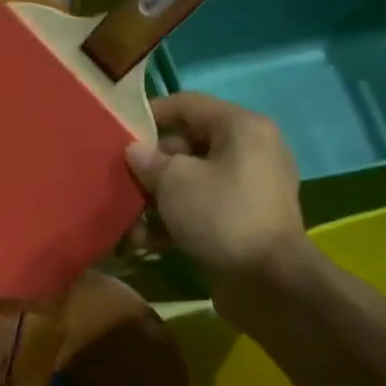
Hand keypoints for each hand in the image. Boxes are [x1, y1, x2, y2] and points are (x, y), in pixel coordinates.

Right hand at [125, 92, 305, 305]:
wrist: (268, 280)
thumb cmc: (220, 216)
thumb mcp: (174, 182)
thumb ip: (149, 160)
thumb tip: (136, 152)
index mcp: (241, 127)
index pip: (187, 104)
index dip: (149, 115)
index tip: (118, 133)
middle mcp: (250, 151)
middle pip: (187, 146)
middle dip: (149, 168)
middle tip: (121, 184)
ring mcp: (248, 188)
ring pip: (190, 182)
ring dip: (156, 202)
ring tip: (129, 226)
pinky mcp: (242, 221)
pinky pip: (201, 209)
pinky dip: (175, 222)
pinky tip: (147, 243)